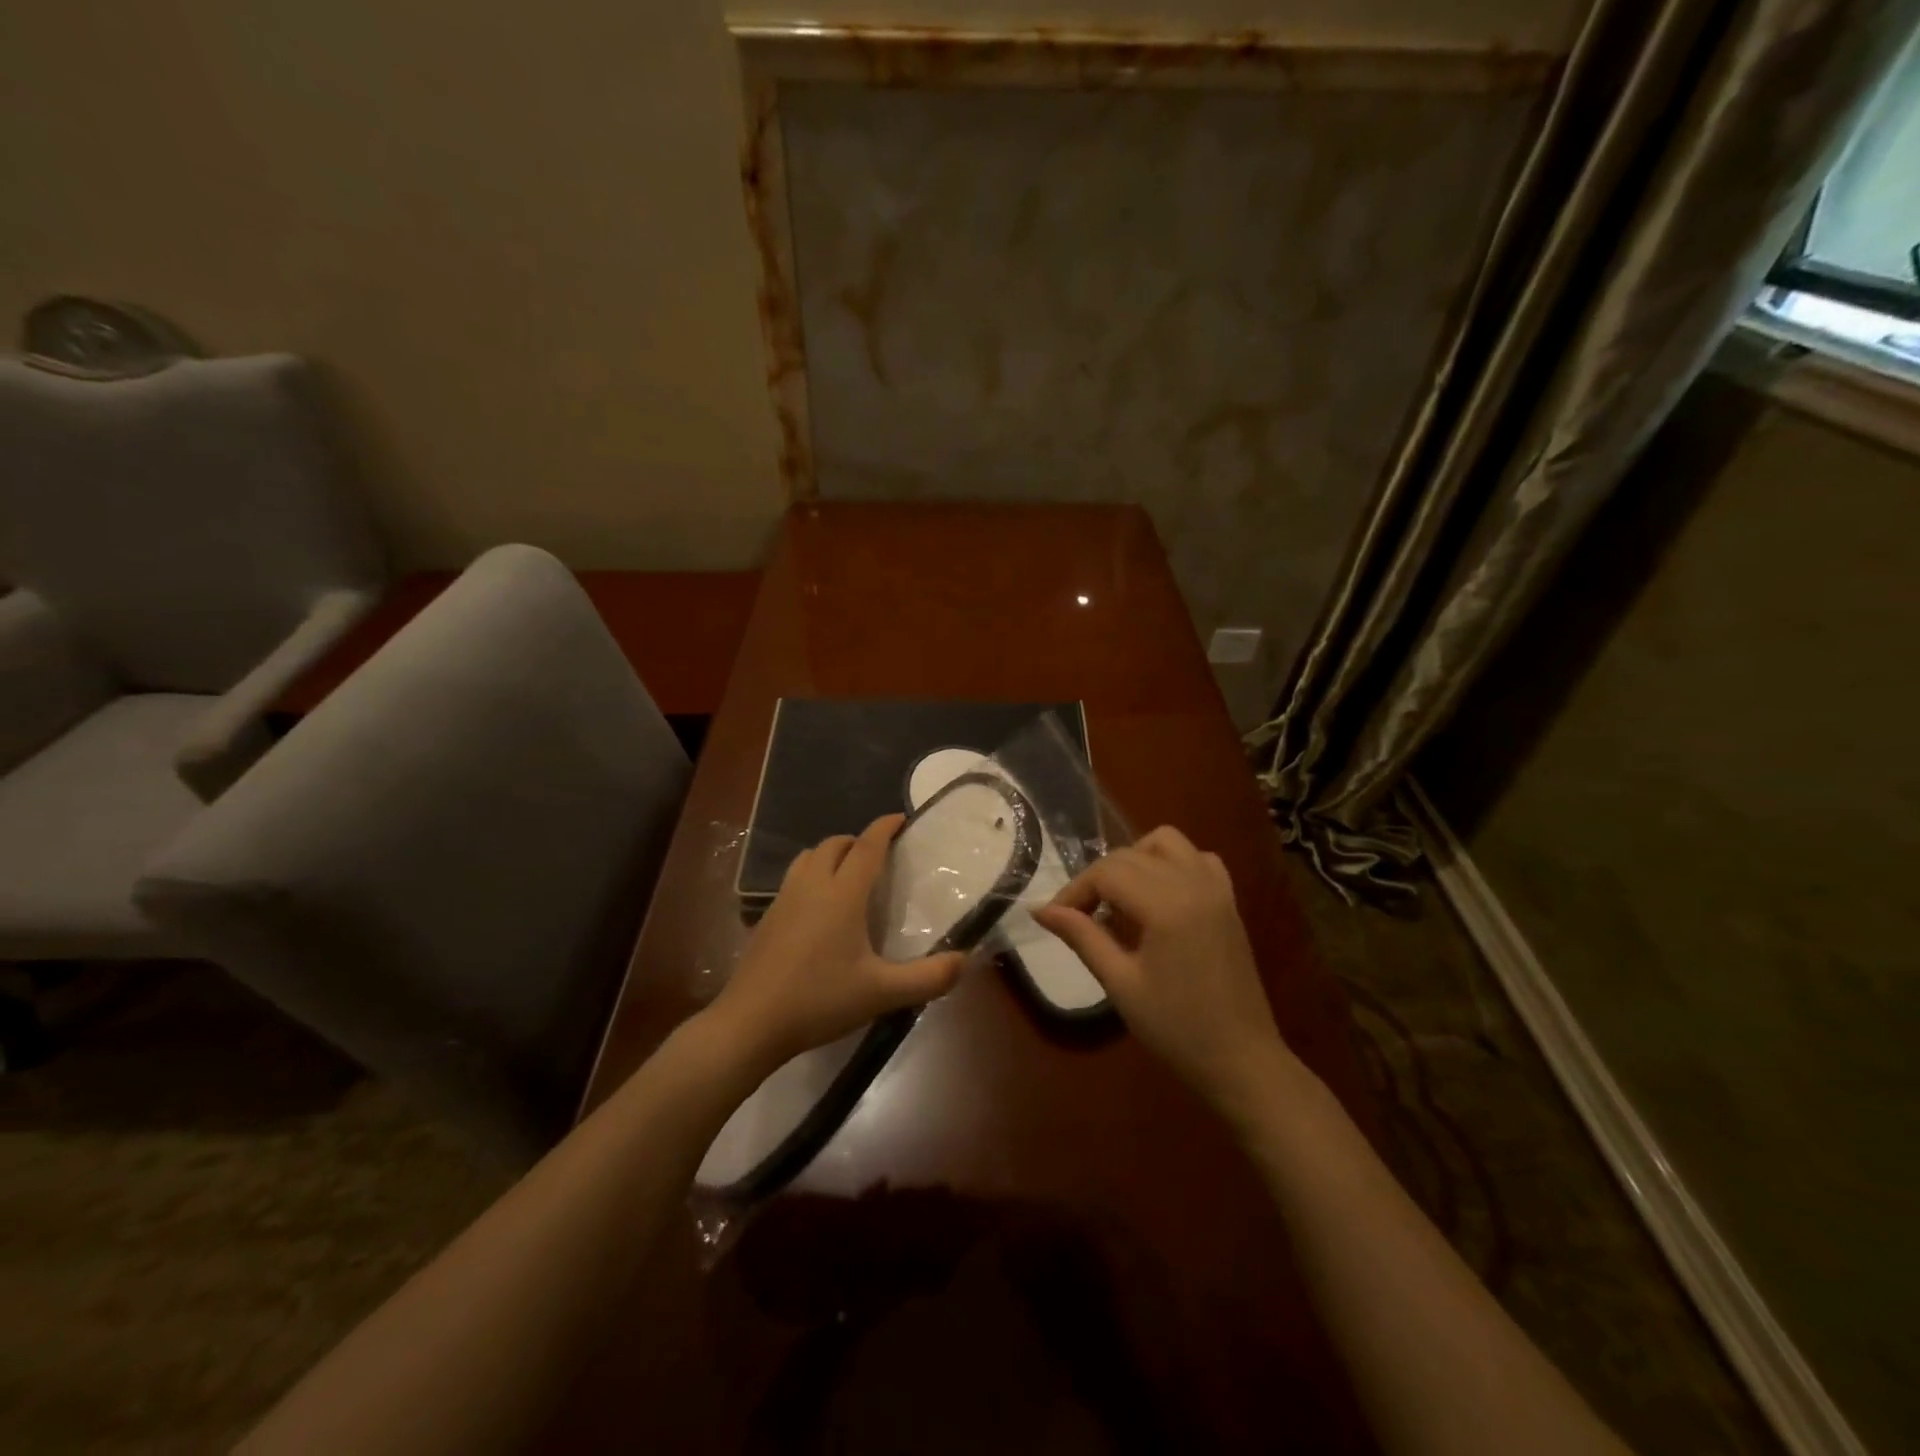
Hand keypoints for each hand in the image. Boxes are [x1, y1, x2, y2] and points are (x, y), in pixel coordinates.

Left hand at [709, 814, 965, 1073]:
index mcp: (842, 894)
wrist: (750, 1023)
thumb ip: (928, 977)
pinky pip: (794, 878)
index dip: (884, 828)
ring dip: (831, 855)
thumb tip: (964, 960)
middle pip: (834, 844)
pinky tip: (819, 908)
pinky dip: (812, 875)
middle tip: (879, 856)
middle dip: (858, 841)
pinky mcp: (766, 917)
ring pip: (809, 857)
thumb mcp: (881, 993)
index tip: (901, 819)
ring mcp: (784, 899)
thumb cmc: (819, 1000)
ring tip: (849, 875)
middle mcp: (812, 885)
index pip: (866, 846)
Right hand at [1033, 826, 1297, 1119]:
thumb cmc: (1176, 1028)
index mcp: (1166, 905)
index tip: (1056, 918)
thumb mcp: (1120, 983)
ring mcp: (1216, 888)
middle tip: (1080, 917)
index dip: (1075, 890)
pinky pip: (1198, 858)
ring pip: (1166, 842)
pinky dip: (1172, 864)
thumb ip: (1082, 936)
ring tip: (1119, 899)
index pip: (1106, 873)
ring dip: (1134, 859)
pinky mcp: (1229, 901)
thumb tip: (1040, 909)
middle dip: (1098, 879)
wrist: (1242, 1060)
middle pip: (1130, 854)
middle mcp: (1193, 883)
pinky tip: (1159, 896)